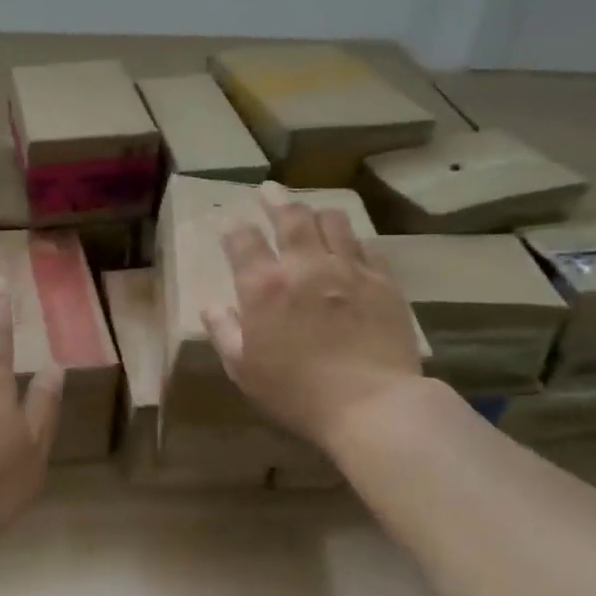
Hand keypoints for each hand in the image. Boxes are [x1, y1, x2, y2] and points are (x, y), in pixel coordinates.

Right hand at [204, 182, 423, 450]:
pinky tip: (349, 248)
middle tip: (269, 190)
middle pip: (290, 216)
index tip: (230, 225)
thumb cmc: (297, 393)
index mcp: (264, 286)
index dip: (233, 229)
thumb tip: (212, 306)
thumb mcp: (244, 370)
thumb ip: (224, 332)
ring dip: (316, 213)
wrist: (373, 405)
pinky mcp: (383, 281)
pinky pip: (367, 246)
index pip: (242, 239)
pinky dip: (352, 241)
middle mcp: (305, 266)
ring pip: (333, 221)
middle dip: (275, 199)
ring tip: (311, 214)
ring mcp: (348, 269)